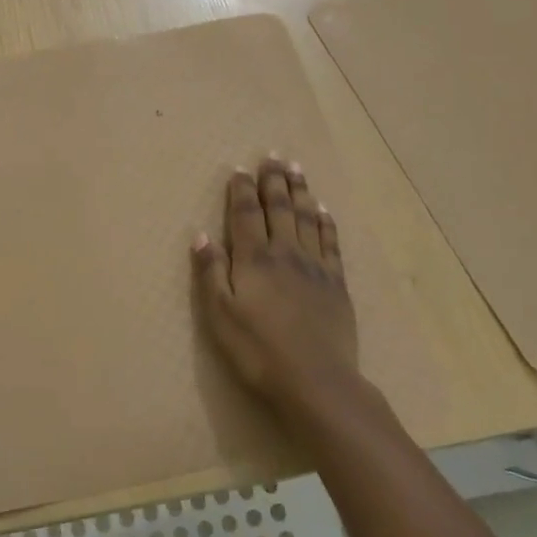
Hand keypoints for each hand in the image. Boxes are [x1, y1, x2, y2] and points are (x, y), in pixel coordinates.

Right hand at [192, 157, 356, 418]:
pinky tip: (323, 210)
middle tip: (273, 156)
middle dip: (273, 180)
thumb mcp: (220, 315)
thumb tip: (200, 234)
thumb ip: (210, 272)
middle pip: (279, 207)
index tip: (239, 169)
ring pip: (306, 218)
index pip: (246, 214)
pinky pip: (330, 242)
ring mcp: (315, 266)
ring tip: (296, 168)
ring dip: (300, 191)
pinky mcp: (336, 283)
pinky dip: (326, 222)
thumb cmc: (258, 351)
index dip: (242, 190)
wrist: (317, 381)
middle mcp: (286, 253)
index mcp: (254, 259)